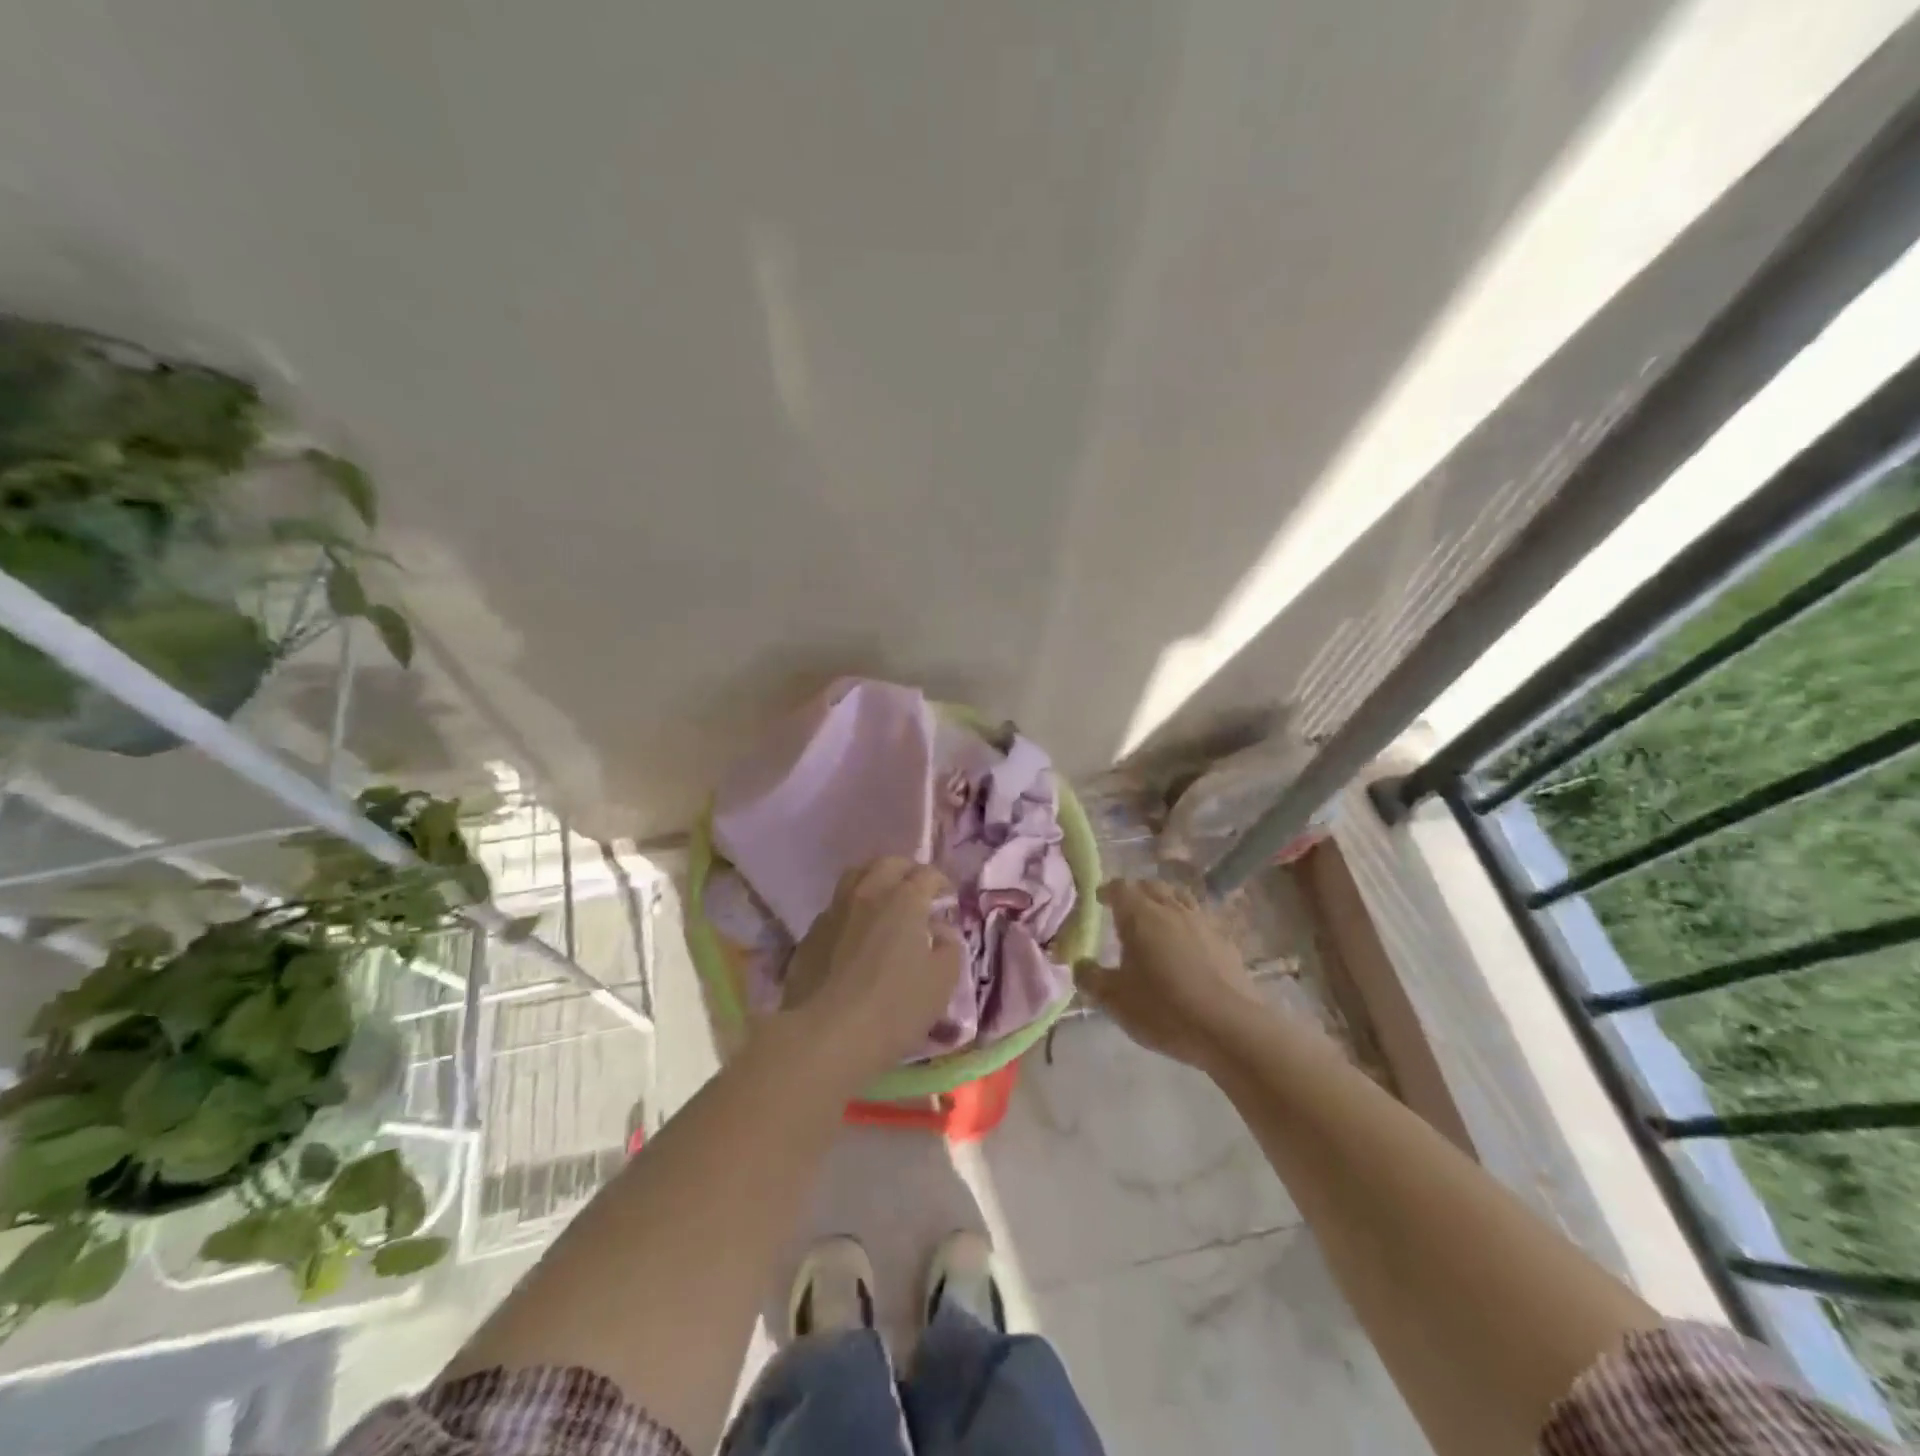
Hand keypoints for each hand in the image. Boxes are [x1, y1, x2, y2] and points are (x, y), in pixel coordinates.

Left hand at [776, 856, 962, 1087]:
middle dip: (907, 871)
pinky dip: (851, 909)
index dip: (940, 883)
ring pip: (856, 876)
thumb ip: (949, 948)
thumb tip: (941, 931)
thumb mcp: (941, 982)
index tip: (947, 901)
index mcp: (904, 900)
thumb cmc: (894, 1008)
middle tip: (917, 891)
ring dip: (875, 881)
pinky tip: (855, 932)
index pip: (927, 874)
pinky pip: (836, 906)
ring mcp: (834, 910)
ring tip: (884, 902)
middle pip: (888, 864)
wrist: (825, 1035)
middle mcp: (868, 893)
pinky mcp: (811, 933)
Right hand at [1074, 879, 1260, 1070]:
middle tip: (1126, 908)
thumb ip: (1091, 978)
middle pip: (1152, 887)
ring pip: (1180, 899)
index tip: (1100, 899)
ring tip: (1158, 919)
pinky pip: (1201, 921)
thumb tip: (1080, 965)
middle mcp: (1171, 910)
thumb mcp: (1115, 999)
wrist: (1229, 1027)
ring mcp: (1203, 923)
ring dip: (1165, 902)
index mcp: (1140, 915)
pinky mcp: (1226, 942)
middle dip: (1136, 892)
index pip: (1121, 888)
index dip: (1108, 890)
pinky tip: (1188, 945)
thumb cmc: (1163, 1008)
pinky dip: (1188, 925)